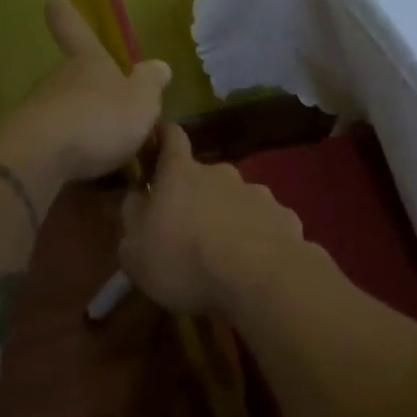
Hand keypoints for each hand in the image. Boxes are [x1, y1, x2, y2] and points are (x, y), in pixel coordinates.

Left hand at [9, 0, 171, 182]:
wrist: (40, 156)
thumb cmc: (99, 118)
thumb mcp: (141, 101)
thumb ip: (151, 84)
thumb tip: (159, 66)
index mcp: (88, 61)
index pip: (74, 27)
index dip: (68, 15)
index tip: (57, 2)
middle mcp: (58, 77)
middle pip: (71, 75)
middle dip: (89, 90)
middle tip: (113, 114)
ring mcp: (37, 108)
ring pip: (62, 109)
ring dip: (80, 124)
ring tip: (104, 150)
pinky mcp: (25, 140)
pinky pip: (53, 141)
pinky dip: (67, 151)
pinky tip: (84, 169)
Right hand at [118, 123, 305, 314]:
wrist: (259, 279)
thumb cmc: (184, 261)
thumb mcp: (136, 250)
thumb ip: (132, 218)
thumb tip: (135, 199)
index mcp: (181, 174)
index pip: (171, 138)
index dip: (164, 137)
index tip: (160, 138)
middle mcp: (221, 173)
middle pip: (205, 175)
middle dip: (197, 194)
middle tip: (189, 227)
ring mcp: (258, 193)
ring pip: (237, 199)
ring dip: (229, 216)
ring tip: (225, 251)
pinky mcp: (284, 217)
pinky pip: (264, 222)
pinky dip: (257, 236)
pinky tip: (255, 262)